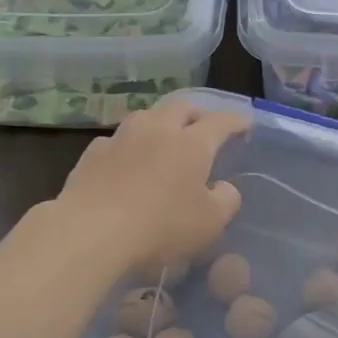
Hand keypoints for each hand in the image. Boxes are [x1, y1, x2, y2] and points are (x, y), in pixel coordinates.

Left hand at [53, 100, 247, 275]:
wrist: (91, 231)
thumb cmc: (160, 226)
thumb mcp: (210, 223)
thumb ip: (226, 200)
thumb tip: (225, 187)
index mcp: (192, 144)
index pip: (221, 122)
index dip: (237, 121)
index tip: (246, 123)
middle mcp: (158, 130)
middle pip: (182, 107)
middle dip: (198, 113)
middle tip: (205, 126)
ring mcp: (122, 138)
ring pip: (147, 116)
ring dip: (161, 122)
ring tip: (165, 138)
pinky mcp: (93, 153)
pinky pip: (118, 139)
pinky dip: (130, 145)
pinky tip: (127, 160)